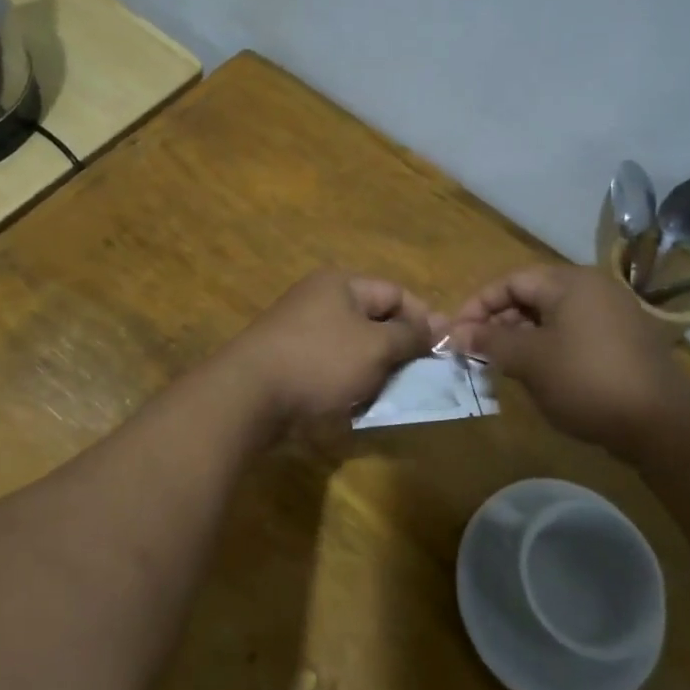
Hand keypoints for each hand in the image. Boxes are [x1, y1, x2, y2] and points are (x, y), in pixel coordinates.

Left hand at [226, 270, 437, 428]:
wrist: (249, 396)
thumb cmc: (320, 361)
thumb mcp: (376, 346)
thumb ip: (410, 335)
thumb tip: (440, 324)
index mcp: (341, 284)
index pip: (396, 293)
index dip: (422, 319)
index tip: (440, 352)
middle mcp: (319, 300)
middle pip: (374, 320)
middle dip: (397, 349)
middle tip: (416, 378)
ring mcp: (300, 330)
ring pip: (353, 348)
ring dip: (373, 371)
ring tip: (385, 395)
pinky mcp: (289, 360)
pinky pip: (330, 367)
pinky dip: (346, 383)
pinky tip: (354, 405)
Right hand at [448, 265, 689, 456]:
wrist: (662, 423)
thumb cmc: (587, 381)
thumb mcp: (530, 360)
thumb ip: (490, 341)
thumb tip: (454, 333)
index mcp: (569, 282)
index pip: (511, 281)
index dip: (478, 305)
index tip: (455, 334)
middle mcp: (592, 288)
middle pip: (531, 296)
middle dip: (498, 322)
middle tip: (475, 353)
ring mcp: (611, 314)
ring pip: (551, 317)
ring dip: (521, 338)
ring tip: (500, 366)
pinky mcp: (622, 341)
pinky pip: (573, 333)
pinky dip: (548, 347)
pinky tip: (536, 375)